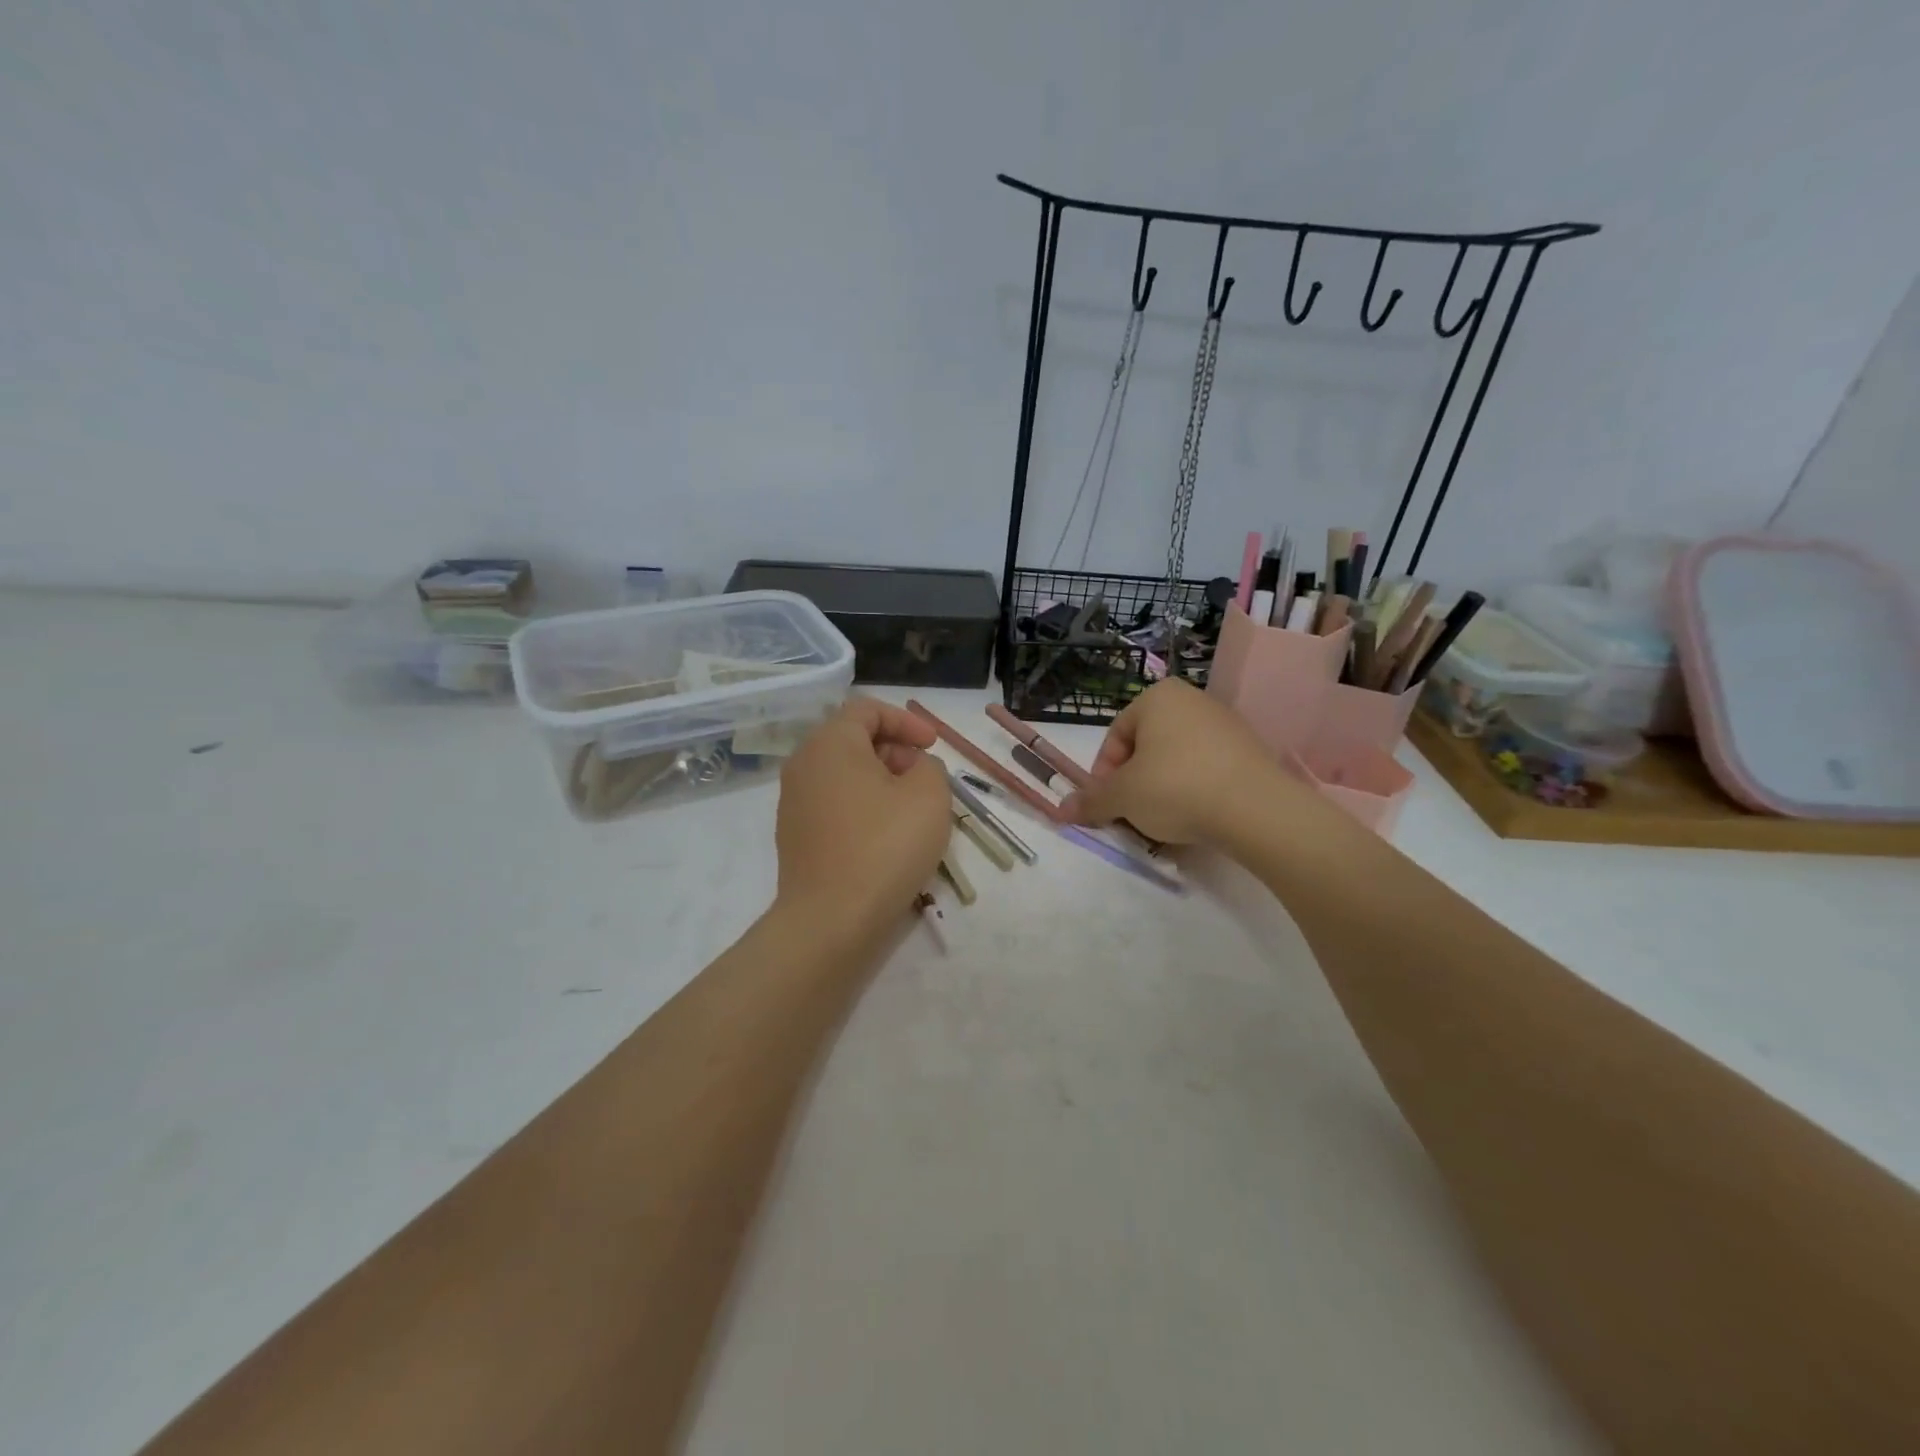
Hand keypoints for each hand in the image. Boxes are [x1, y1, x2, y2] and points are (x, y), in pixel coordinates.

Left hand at [773, 698, 951, 940]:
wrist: (831, 920)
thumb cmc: (884, 846)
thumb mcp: (929, 795)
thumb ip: (929, 767)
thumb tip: (913, 770)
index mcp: (830, 744)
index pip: (867, 709)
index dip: (906, 721)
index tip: (933, 746)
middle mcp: (804, 765)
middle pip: (853, 740)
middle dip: (895, 751)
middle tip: (926, 778)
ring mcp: (794, 803)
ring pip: (844, 775)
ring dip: (882, 782)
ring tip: (912, 810)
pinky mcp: (796, 836)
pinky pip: (835, 805)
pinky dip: (864, 807)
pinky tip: (887, 837)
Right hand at [1058, 679, 1308, 845]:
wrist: (1256, 808)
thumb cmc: (1175, 787)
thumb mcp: (1122, 797)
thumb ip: (1091, 801)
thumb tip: (1060, 810)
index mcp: (1157, 696)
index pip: (1116, 735)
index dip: (1104, 774)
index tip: (1107, 803)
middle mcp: (1192, 700)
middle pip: (1146, 746)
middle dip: (1133, 782)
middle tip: (1131, 814)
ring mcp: (1225, 724)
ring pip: (1176, 759)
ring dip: (1161, 788)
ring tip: (1163, 821)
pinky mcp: (1250, 750)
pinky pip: (1207, 769)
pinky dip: (1194, 790)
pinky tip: (1196, 816)